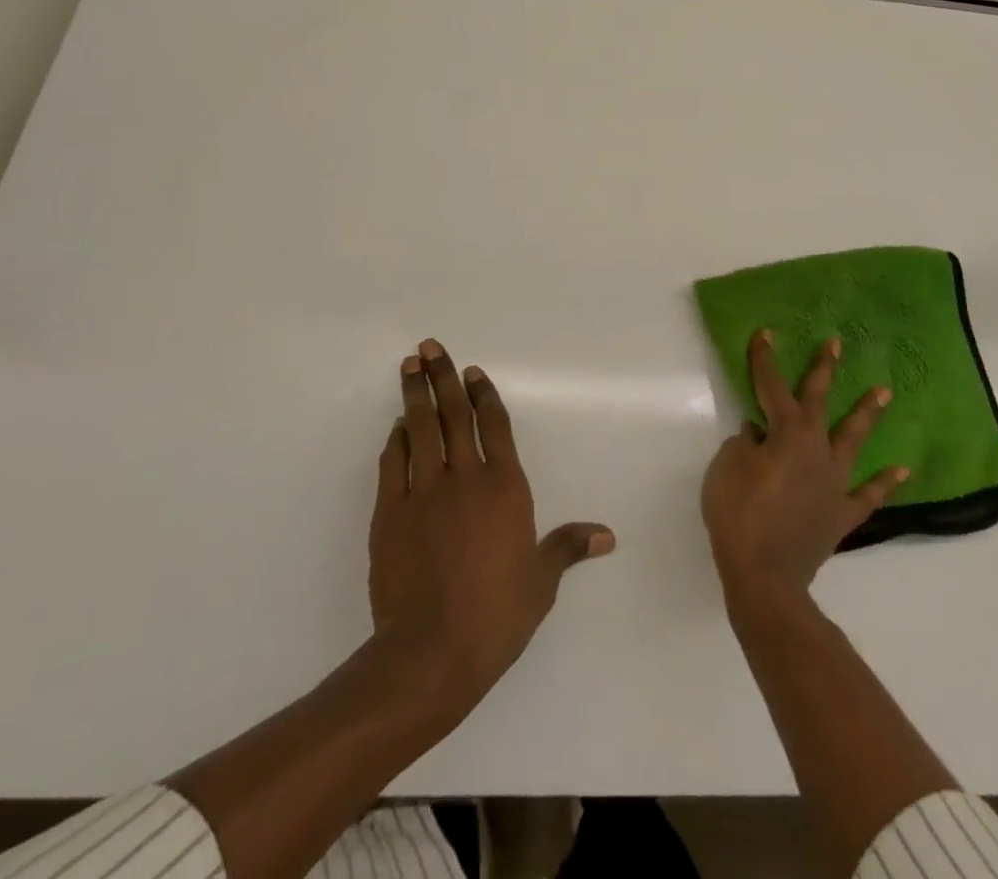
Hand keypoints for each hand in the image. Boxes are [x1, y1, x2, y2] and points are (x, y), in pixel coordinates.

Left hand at [369, 339, 614, 714]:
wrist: (432, 651)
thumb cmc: (497, 615)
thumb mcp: (541, 582)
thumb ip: (568, 548)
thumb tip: (607, 536)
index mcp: (505, 488)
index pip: (495, 426)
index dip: (485, 395)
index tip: (473, 371)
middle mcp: (465, 478)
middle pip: (455, 415)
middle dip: (443, 378)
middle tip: (429, 347)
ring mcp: (424, 492)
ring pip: (420, 430)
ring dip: (415, 396)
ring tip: (409, 366)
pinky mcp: (390, 513)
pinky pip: (393, 464)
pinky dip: (395, 440)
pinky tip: (397, 426)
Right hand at [702, 330, 906, 604]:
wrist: (764, 576)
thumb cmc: (738, 515)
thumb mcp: (726, 468)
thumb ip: (743, 444)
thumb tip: (758, 434)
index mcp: (786, 434)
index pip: (772, 387)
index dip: (765, 360)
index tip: (766, 334)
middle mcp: (816, 449)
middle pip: (819, 402)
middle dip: (824, 371)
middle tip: (836, 345)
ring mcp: (834, 482)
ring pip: (853, 440)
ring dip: (867, 414)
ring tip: (884, 392)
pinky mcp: (842, 513)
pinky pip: (868, 494)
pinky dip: (884, 482)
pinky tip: (902, 469)